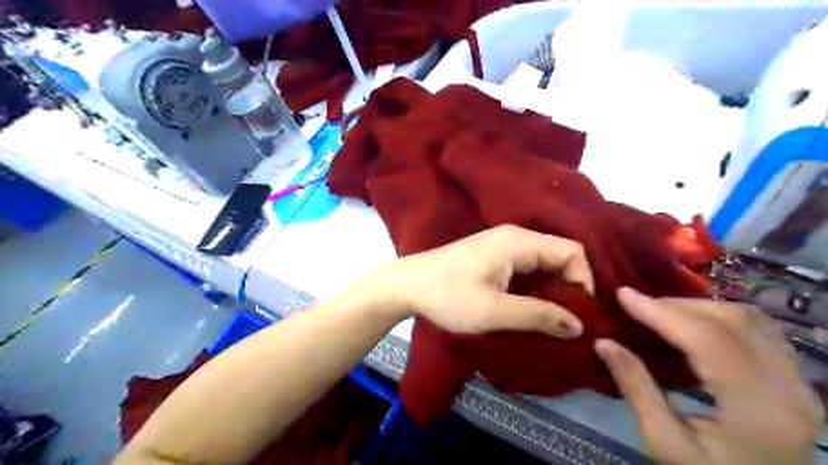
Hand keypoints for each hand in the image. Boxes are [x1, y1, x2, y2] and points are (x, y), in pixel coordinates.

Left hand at [364, 225, 591, 337]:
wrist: (407, 285)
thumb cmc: (448, 296)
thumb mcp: (494, 311)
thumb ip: (538, 316)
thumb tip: (579, 325)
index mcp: (518, 242)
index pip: (571, 251)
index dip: (583, 281)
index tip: (578, 315)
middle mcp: (514, 237)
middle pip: (559, 256)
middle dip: (569, 288)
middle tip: (569, 322)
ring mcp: (502, 245)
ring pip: (543, 264)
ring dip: (552, 290)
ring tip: (553, 320)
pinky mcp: (493, 257)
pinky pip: (527, 268)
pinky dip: (536, 288)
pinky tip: (531, 309)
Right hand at [596, 288, 820, 462]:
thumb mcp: (663, 442)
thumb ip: (635, 387)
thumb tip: (603, 342)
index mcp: (757, 410)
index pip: (708, 340)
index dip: (661, 312)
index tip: (623, 295)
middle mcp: (790, 389)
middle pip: (734, 321)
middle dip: (678, 305)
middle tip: (638, 305)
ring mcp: (800, 384)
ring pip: (751, 320)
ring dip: (700, 307)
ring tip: (661, 311)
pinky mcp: (795, 382)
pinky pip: (759, 331)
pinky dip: (720, 317)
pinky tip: (692, 324)